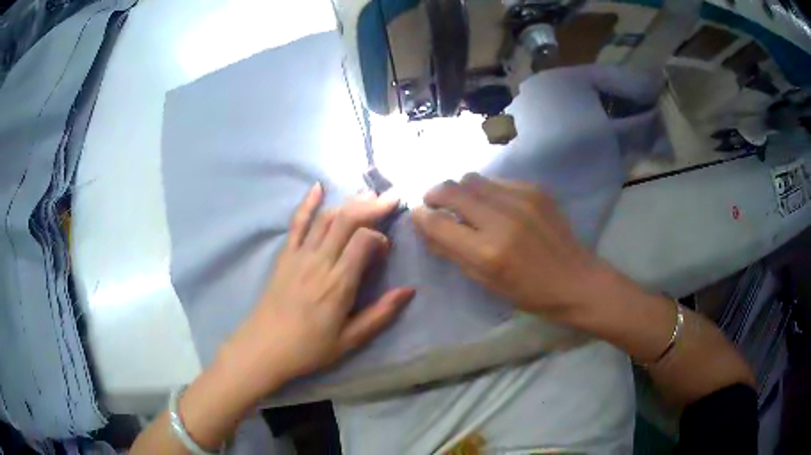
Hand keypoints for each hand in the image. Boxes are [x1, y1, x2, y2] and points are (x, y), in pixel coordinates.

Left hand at [219, 183, 414, 400]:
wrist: (264, 347)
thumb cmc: (308, 348)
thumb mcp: (349, 340)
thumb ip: (380, 314)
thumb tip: (408, 291)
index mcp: (338, 285)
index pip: (363, 241)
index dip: (379, 237)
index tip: (385, 249)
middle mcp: (319, 262)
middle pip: (346, 220)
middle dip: (371, 206)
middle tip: (390, 198)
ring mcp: (299, 255)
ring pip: (326, 218)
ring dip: (348, 202)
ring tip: (367, 193)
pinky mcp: (285, 255)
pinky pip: (297, 223)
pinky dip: (307, 203)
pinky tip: (318, 187)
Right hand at [412, 174, 606, 322]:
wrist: (576, 280)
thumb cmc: (528, 293)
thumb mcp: (485, 282)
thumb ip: (451, 252)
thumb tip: (425, 225)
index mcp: (487, 251)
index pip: (437, 221)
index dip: (421, 215)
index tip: (418, 214)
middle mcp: (501, 219)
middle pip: (451, 189)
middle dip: (435, 194)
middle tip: (434, 203)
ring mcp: (521, 199)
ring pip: (472, 178)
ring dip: (460, 189)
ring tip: (465, 204)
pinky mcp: (535, 190)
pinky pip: (497, 181)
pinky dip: (487, 190)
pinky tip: (495, 205)